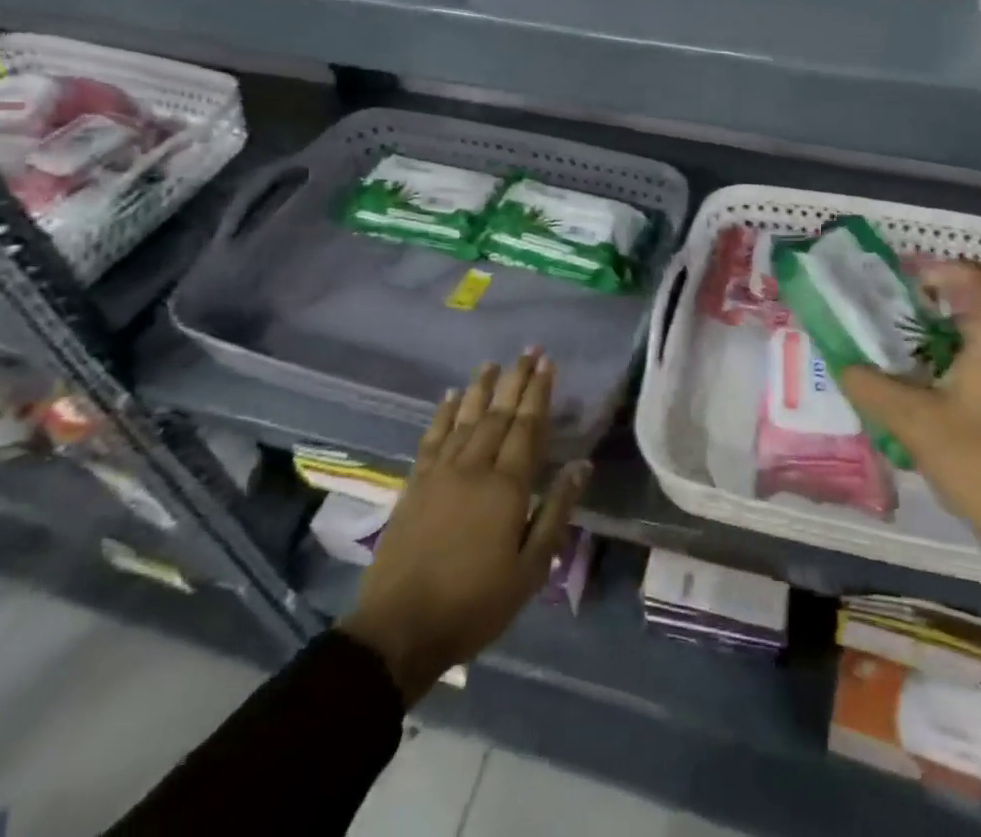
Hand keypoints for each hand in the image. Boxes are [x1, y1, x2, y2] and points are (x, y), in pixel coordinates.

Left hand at [338, 351, 588, 702]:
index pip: (528, 427)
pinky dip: (444, 413)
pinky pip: (433, 437)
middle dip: (516, 380)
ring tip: (493, 363)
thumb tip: (581, 466)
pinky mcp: (415, 484)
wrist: (399, 630)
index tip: (548, 364)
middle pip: (499, 414)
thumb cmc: (475, 604)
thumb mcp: (530, 569)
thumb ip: (556, 512)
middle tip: (529, 350)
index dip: (539, 393)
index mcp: (507, 486)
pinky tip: (451, 397)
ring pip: (466, 418)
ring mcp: (440, 473)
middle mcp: (474, 467)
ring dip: (482, 388)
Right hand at [838, 262, 980, 597]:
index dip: (943, 270)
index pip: (978, 280)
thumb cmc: (980, 464)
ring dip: (953, 347)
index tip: (910, 286)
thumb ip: (873, 389)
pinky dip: (973, 372)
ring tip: (916, 371)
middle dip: (938, 315)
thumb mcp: (915, 425)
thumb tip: (844, 365)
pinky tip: (948, 408)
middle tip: (900, 332)